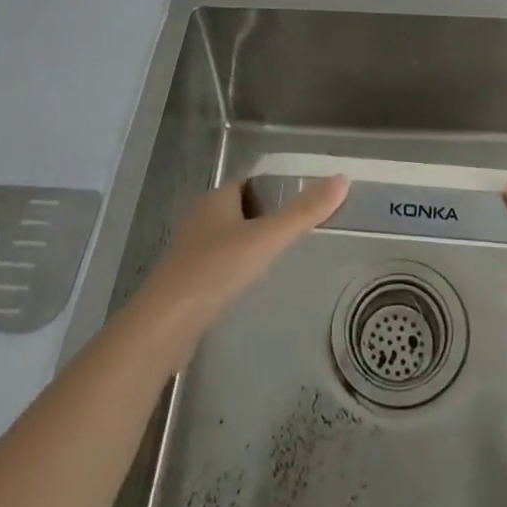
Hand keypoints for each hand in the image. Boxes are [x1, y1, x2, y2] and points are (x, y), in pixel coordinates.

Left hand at [127, 175, 349, 357]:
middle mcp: (201, 218)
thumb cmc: (215, 271)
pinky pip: (217, 264)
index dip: (275, 187)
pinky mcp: (185, 282)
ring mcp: (190, 251)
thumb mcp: (267, 239)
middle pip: (240, 208)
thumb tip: (343, 179)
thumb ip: (304, 212)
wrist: (163, 327)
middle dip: (265, 216)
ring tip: (280, 257)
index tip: (303, 199)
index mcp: (217, 199)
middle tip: (298, 229)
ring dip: (250, 243)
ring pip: (227, 237)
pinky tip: (250, 284)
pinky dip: (235, 267)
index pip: (250, 182)